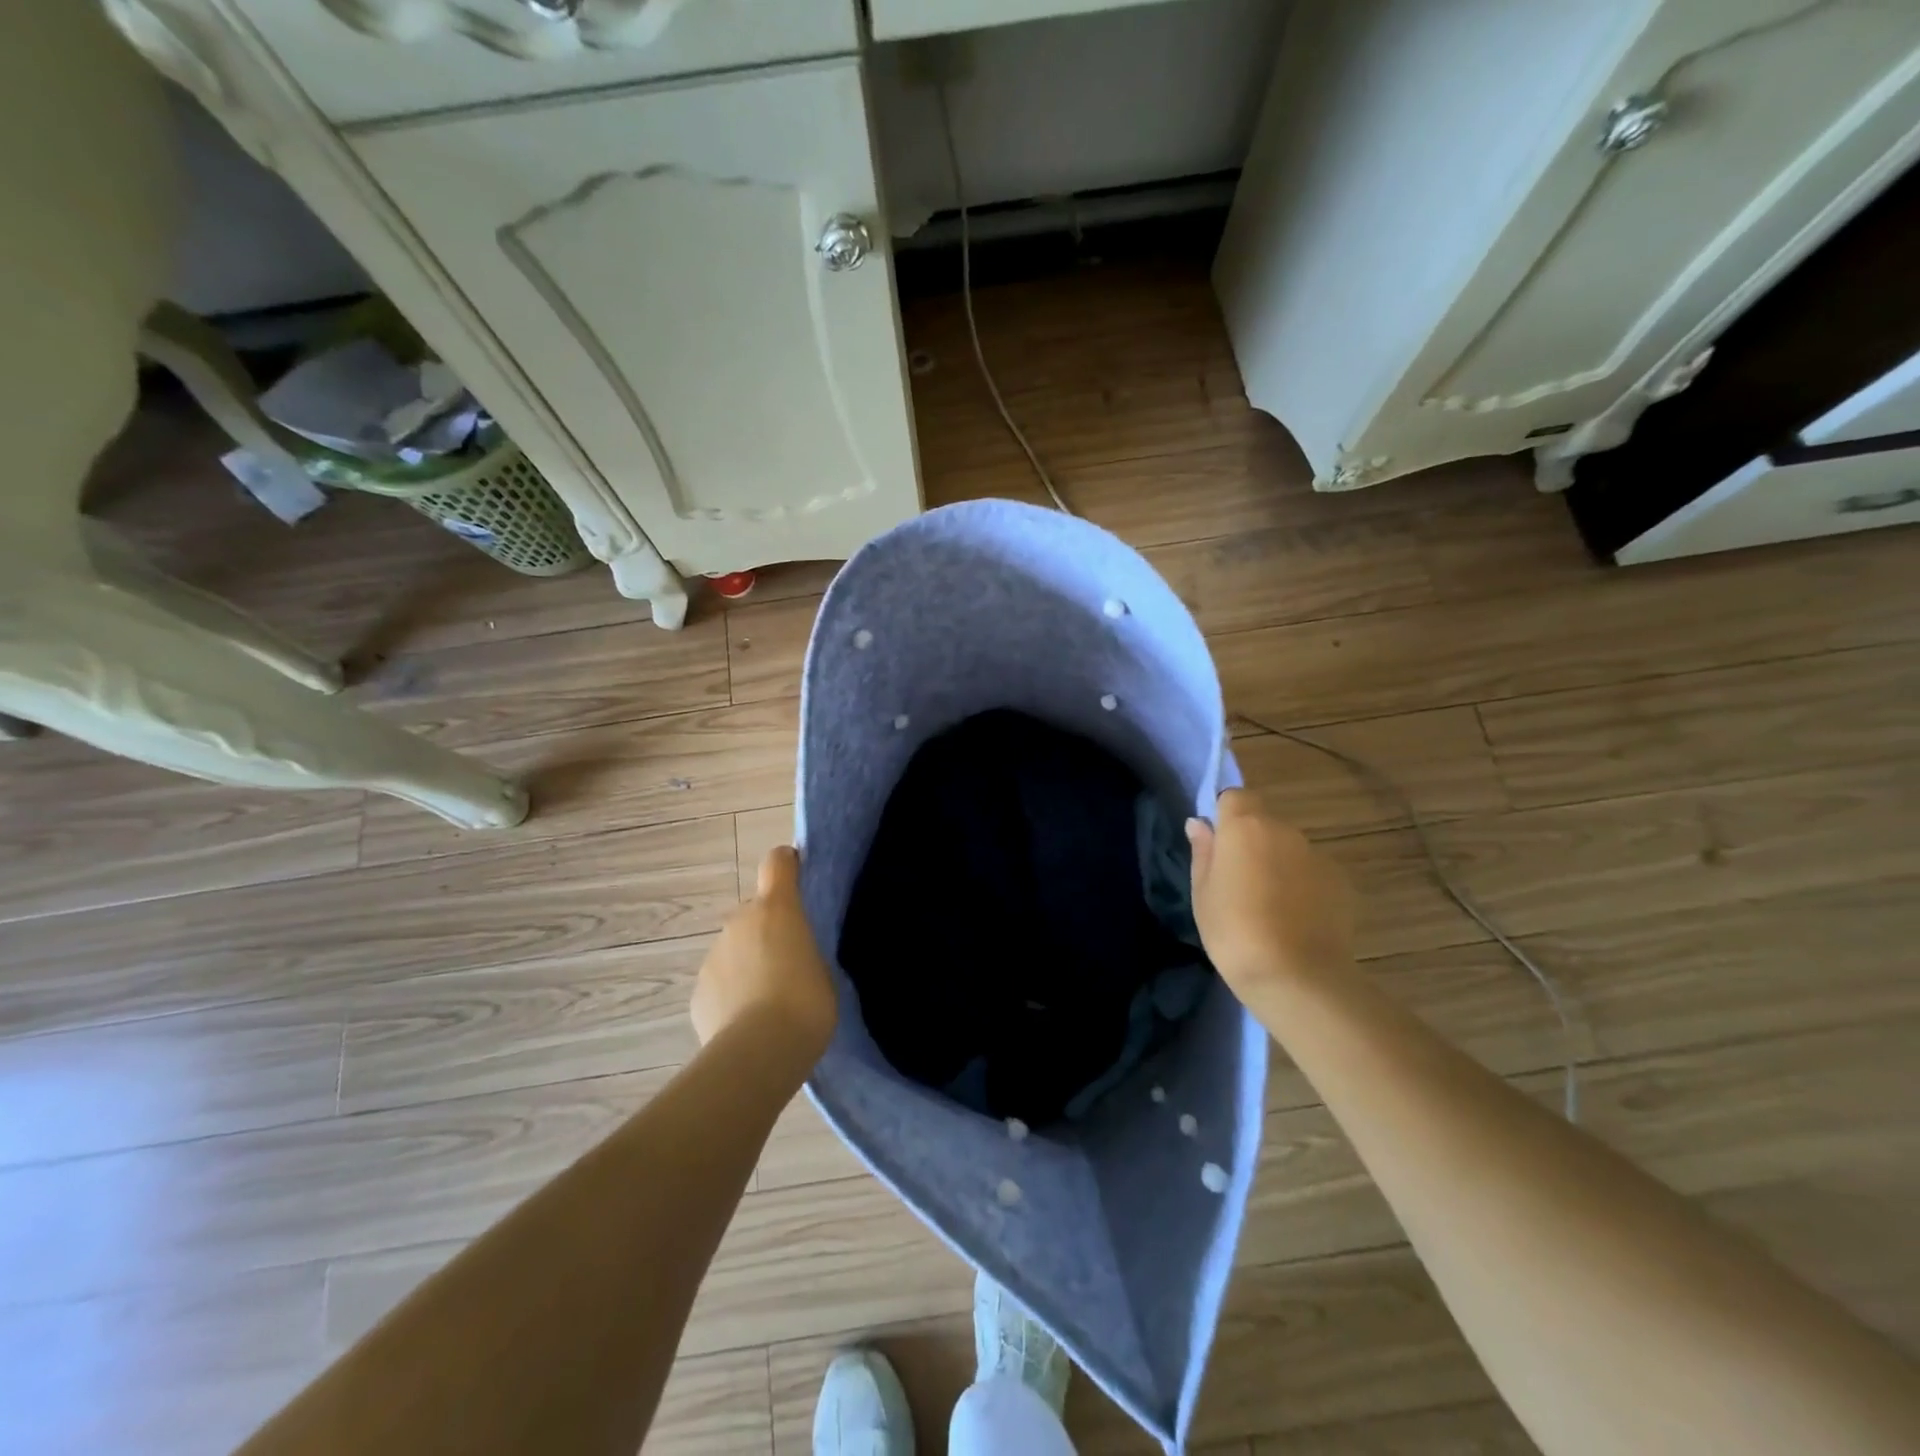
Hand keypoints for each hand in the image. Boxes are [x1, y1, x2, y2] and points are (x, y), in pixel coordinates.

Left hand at [690, 846, 837, 1068]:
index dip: (787, 866)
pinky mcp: (698, 991)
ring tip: (770, 1000)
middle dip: (769, 928)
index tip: (799, 879)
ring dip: (750, 961)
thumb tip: (792, 956)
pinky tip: (749, 1022)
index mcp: (777, 908)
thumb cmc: (806, 1004)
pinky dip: (733, 992)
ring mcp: (713, 955)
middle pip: (754, 910)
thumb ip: (805, 951)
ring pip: (735, 948)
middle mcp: (739, 921)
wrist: (757, 1054)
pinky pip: (721, 981)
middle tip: (791, 961)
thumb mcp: (824, 971)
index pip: (777, 862)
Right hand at [1187, 788, 1356, 998]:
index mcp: (1246, 827)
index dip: (1225, 816)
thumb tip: (1199, 824)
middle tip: (1237, 883)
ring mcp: (1317, 856)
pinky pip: (1312, 873)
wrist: (1297, 977)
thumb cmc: (1234, 931)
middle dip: (1251, 843)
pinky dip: (1302, 887)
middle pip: (1264, 823)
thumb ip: (1203, 852)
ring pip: (1289, 849)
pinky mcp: (1341, 882)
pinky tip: (1295, 921)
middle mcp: (1285, 831)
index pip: (1235, 796)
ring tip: (1268, 907)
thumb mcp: (1202, 893)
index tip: (1217, 846)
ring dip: (1277, 865)